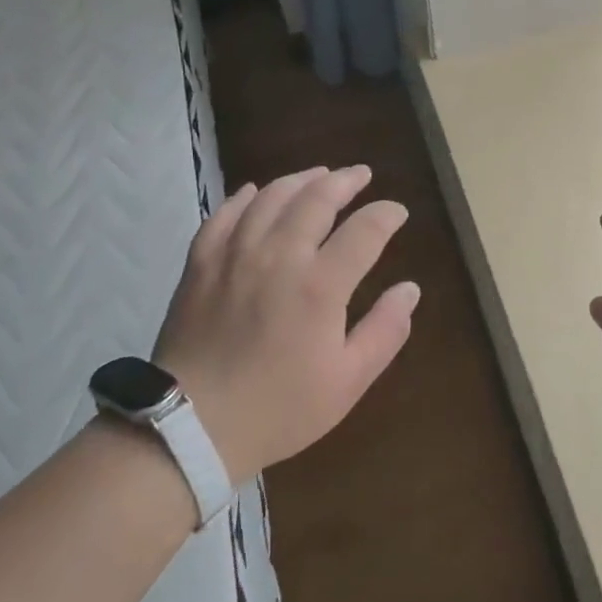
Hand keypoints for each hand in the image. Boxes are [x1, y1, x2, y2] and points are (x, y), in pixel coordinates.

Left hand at [155, 166, 418, 482]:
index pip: (364, 231)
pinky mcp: (201, 263)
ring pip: (270, 197)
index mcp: (320, 285)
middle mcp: (279, 256)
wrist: (191, 426)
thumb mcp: (347, 381)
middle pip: (316, 199)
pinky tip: (254, 191)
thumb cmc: (279, 409)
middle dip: (345, 181)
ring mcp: (235, 255)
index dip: (386, 215)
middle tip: (361, 174)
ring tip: (318, 175)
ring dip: (300, 180)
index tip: (397, 212)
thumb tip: (410, 289)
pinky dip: (244, 197)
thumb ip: (385, 331)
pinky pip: (224, 215)